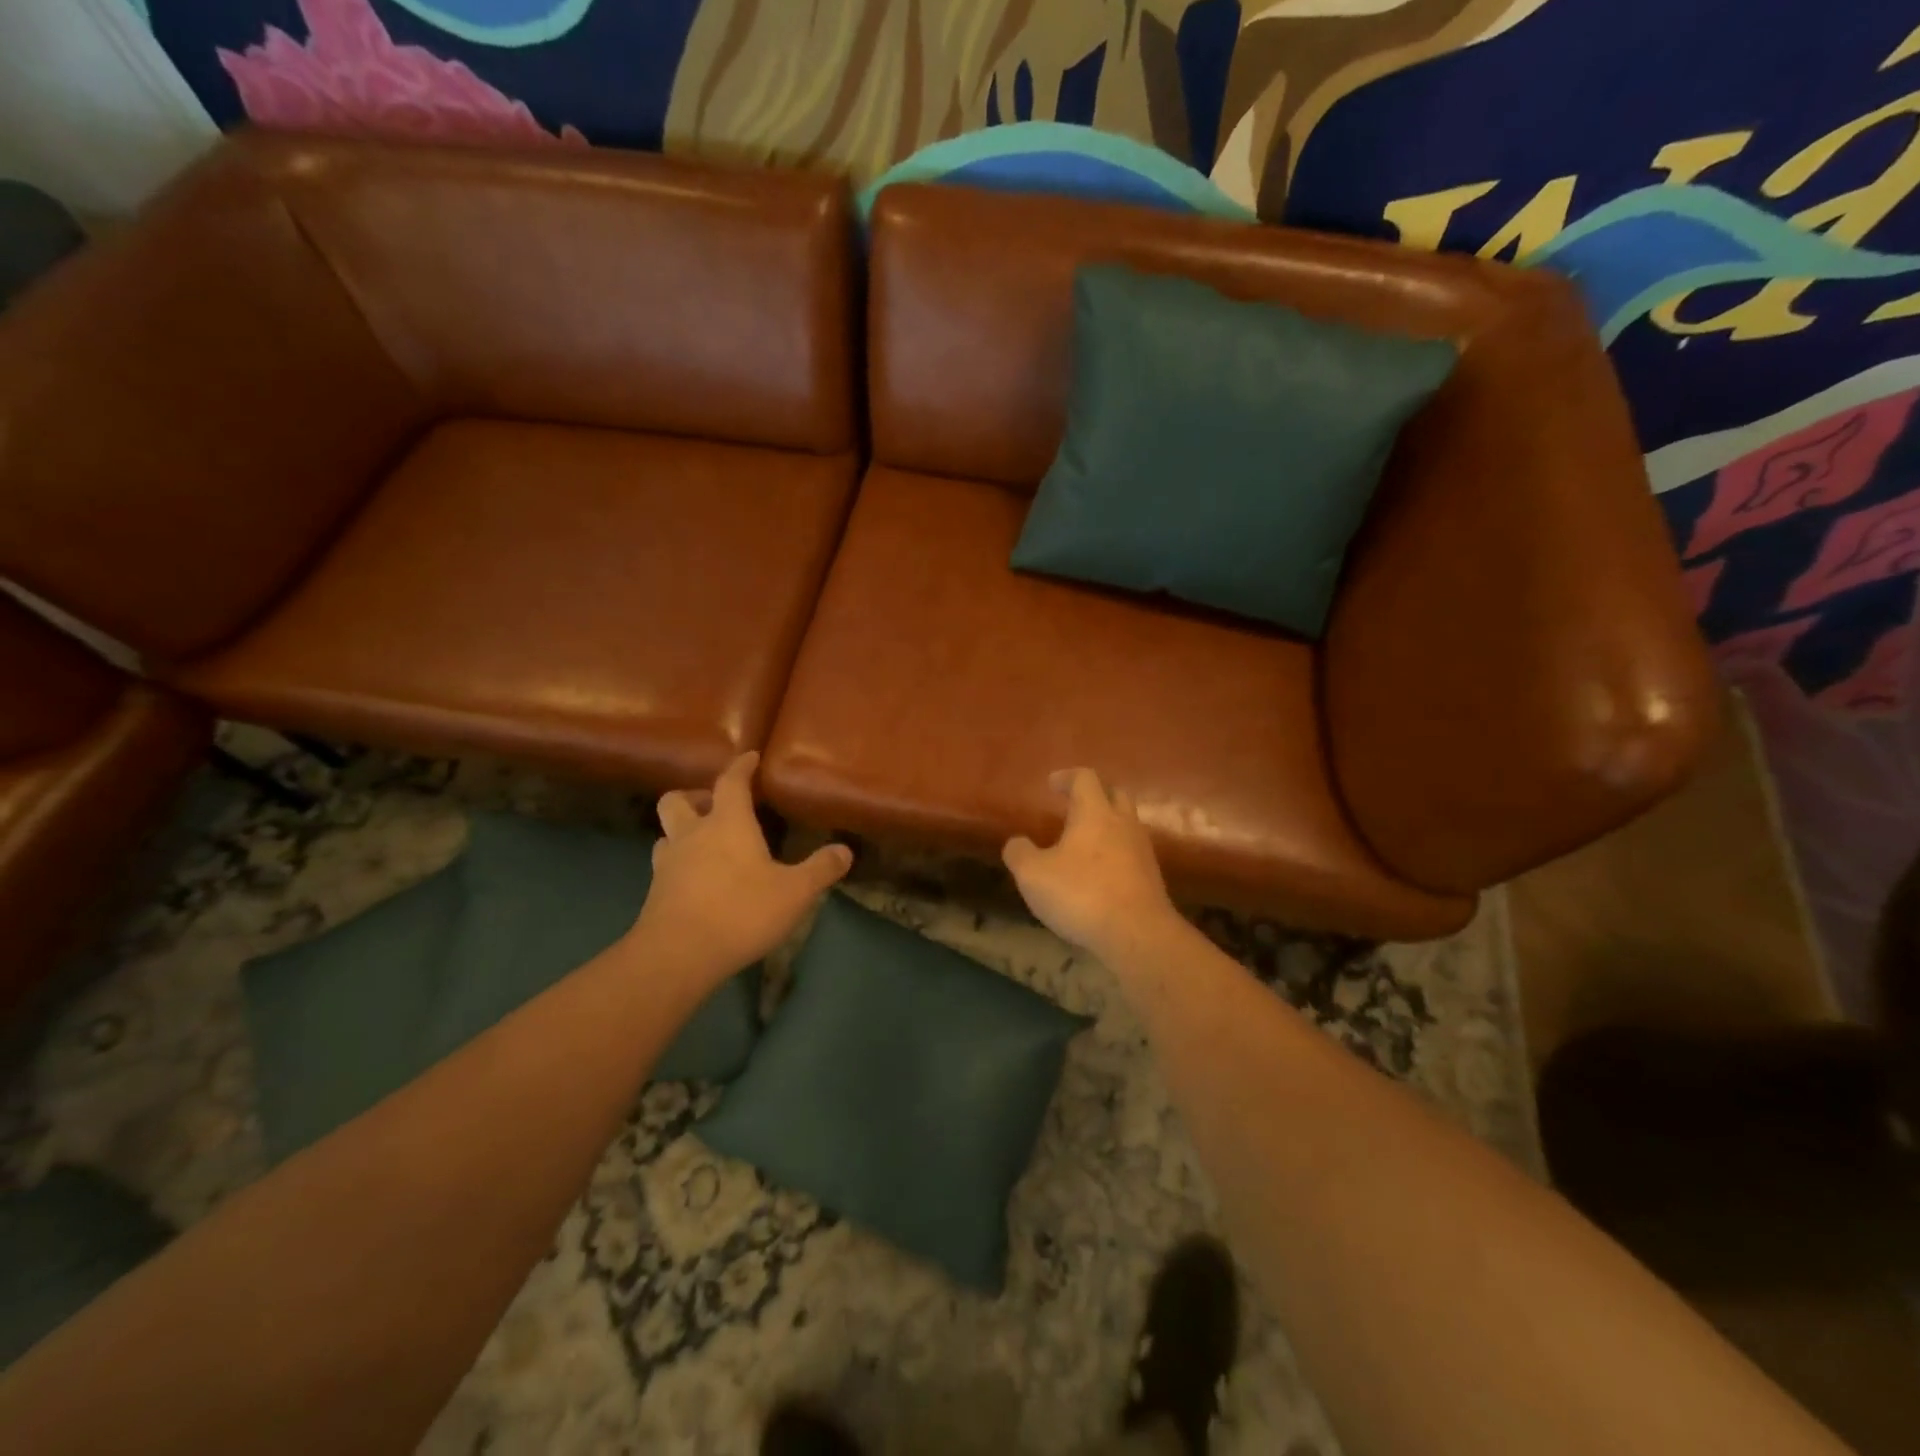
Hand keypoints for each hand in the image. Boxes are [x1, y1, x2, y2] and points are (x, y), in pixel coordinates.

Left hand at [634, 752, 851, 978]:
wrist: (678, 955)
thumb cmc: (741, 911)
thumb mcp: (795, 892)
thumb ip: (820, 869)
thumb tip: (845, 850)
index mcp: (727, 823)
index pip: (730, 782)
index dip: (741, 767)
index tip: (749, 757)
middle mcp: (692, 834)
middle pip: (678, 799)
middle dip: (695, 796)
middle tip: (716, 807)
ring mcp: (668, 864)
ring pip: (666, 833)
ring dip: (682, 831)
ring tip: (704, 845)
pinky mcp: (655, 893)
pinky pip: (664, 866)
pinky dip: (679, 864)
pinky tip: (697, 881)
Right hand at [1003, 768, 1179, 961]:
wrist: (1137, 935)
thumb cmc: (1081, 894)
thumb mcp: (1033, 875)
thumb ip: (1020, 853)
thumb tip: (1016, 842)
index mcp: (1095, 813)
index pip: (1085, 779)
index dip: (1067, 777)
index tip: (1052, 783)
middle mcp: (1123, 824)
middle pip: (1115, 795)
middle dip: (1094, 795)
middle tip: (1073, 805)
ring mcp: (1142, 851)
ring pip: (1126, 825)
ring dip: (1106, 826)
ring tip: (1083, 842)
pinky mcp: (1151, 878)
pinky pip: (1131, 853)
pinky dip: (1114, 853)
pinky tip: (1098, 873)